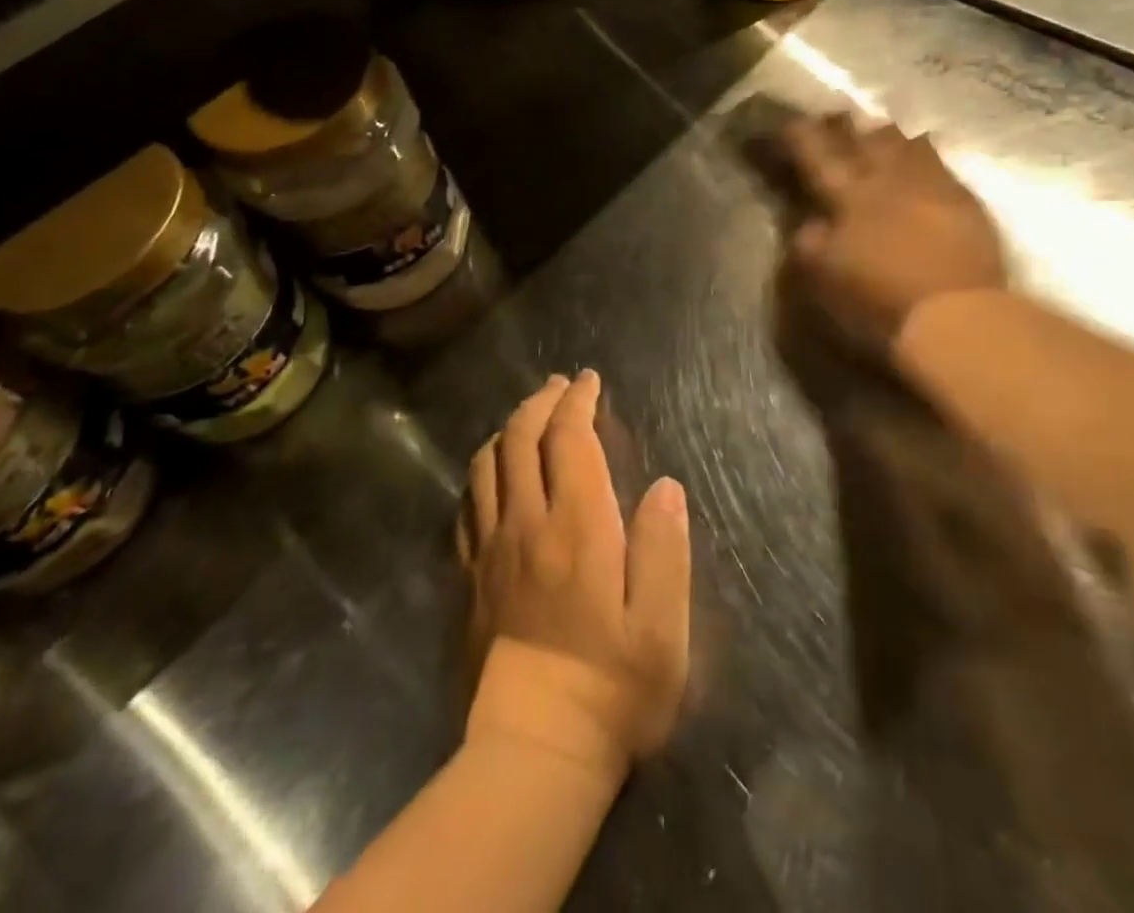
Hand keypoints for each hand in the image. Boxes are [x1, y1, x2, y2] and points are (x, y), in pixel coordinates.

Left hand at [460, 371, 690, 775]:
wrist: (534, 753)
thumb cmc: (612, 690)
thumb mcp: (661, 627)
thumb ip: (665, 548)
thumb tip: (665, 486)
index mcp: (578, 527)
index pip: (570, 439)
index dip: (578, 401)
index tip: (589, 381)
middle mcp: (527, 524)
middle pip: (521, 438)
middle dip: (541, 401)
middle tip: (560, 386)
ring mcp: (490, 550)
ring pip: (487, 464)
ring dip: (508, 428)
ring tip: (528, 417)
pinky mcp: (469, 578)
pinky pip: (467, 505)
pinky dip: (483, 473)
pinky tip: (495, 475)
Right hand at [780, 113, 1006, 356]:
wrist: (956, 316)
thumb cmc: (879, 302)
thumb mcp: (825, 279)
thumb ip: (811, 244)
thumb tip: (809, 222)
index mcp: (849, 197)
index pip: (817, 155)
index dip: (800, 136)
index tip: (788, 122)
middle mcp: (889, 180)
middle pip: (864, 140)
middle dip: (845, 126)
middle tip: (834, 115)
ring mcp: (931, 186)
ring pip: (905, 144)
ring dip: (887, 136)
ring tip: (878, 128)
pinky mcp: (965, 201)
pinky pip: (940, 164)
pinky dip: (925, 153)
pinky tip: (924, 150)